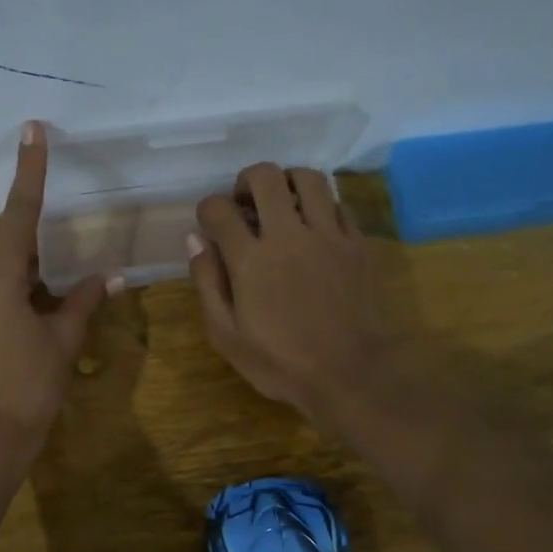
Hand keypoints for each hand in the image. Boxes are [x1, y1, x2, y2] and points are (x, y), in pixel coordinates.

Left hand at [0, 122, 118, 462]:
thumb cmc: (27, 391)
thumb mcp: (62, 342)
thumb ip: (83, 302)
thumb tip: (112, 277)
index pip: (19, 212)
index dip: (30, 169)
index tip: (31, 129)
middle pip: (2, 244)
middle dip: (31, 252)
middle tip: (58, 280)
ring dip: (16, 275)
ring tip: (41, 307)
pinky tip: (18, 321)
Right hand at [188, 163, 389, 431]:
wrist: (352, 375)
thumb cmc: (281, 363)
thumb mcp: (227, 335)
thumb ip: (208, 283)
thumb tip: (196, 240)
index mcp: (251, 259)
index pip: (219, 209)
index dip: (208, 210)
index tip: (210, 224)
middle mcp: (288, 235)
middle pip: (264, 177)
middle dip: (246, 182)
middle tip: (244, 204)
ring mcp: (328, 235)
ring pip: (308, 178)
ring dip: (287, 182)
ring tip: (281, 204)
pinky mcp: (357, 243)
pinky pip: (338, 203)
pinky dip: (320, 205)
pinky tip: (314, 226)